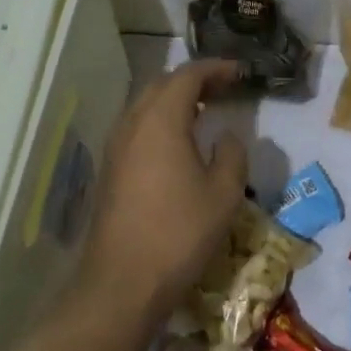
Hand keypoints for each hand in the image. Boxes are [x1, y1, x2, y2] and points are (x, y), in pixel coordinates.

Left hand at [72, 59, 248, 324]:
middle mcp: (132, 124)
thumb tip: (226, 137)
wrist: (122, 282)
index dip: (215, 68)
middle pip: (162, 84)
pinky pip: (137, 128)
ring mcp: (116, 147)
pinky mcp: (110, 170)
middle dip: (193, 80)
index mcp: (161, 120)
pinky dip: (160, 121)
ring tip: (203, 110)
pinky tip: (178, 143)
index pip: (187, 75)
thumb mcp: (223, 194)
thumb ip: (232, 155)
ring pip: (145, 106)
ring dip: (174, 100)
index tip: (240, 72)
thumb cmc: (179, 233)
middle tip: (223, 87)